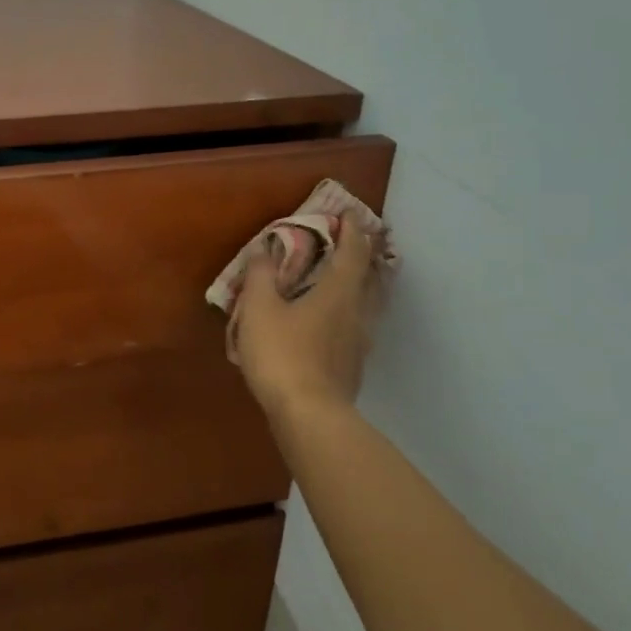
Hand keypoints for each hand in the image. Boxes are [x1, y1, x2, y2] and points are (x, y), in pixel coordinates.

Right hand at [235, 216, 384, 426]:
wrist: (309, 415)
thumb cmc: (282, 354)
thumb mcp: (259, 309)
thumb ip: (261, 276)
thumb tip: (265, 250)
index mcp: (338, 292)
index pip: (353, 252)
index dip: (351, 230)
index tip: (347, 214)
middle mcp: (357, 312)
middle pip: (371, 277)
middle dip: (364, 256)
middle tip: (353, 242)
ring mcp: (360, 342)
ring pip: (368, 303)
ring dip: (361, 284)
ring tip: (345, 278)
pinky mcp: (353, 365)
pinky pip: (357, 325)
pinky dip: (350, 311)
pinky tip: (332, 320)